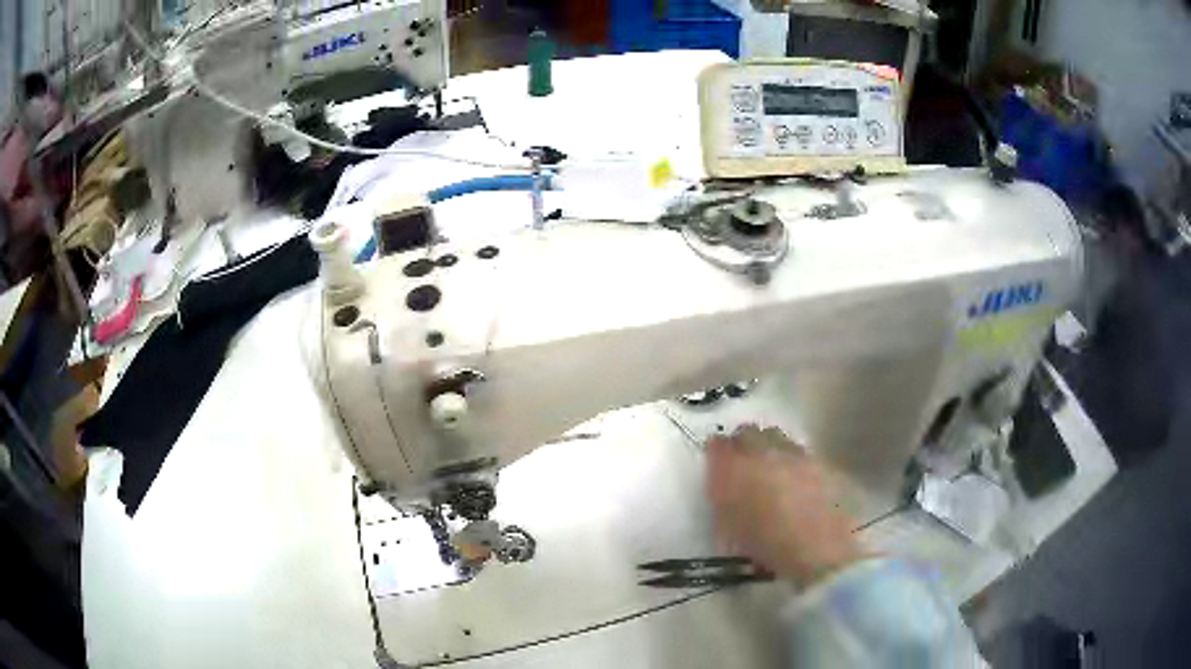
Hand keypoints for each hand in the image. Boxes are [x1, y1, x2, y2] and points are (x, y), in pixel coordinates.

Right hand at [705, 426, 864, 588]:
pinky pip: (801, 454)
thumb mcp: (728, 528)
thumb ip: (722, 498)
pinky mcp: (821, 461)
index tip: (718, 466)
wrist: (819, 548)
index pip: (718, 446)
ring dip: (771, 452)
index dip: (718, 455)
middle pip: (749, 433)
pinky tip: (798, 485)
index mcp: (734, 467)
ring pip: (777, 440)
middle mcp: (764, 451)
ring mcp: (796, 453)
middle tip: (744, 467)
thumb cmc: (766, 545)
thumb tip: (723, 481)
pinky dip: (795, 464)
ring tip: (773, 475)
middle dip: (744, 445)